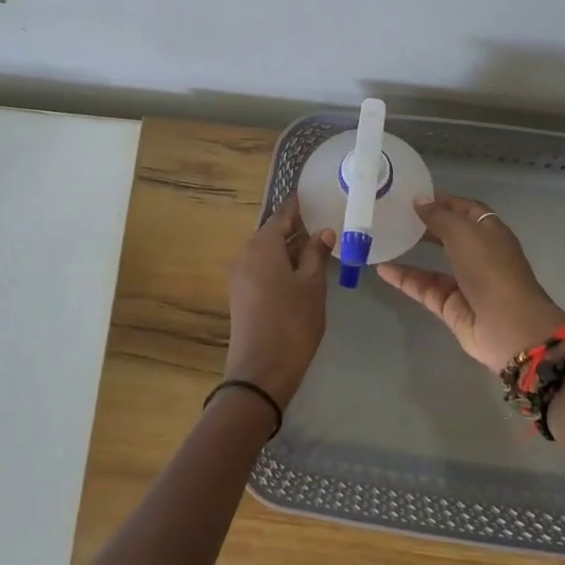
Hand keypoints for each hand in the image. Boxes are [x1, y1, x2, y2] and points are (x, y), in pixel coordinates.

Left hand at [224, 196, 335, 406]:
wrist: (261, 370)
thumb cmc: (292, 321)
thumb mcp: (312, 285)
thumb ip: (316, 254)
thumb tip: (323, 231)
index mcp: (262, 246)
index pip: (282, 215)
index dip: (298, 205)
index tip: (314, 195)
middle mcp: (246, 255)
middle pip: (272, 233)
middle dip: (296, 228)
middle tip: (324, 221)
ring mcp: (240, 276)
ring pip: (268, 252)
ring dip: (290, 248)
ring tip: (319, 245)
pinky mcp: (242, 295)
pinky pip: (263, 268)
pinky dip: (281, 264)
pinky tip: (302, 271)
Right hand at [376, 193, 564, 370]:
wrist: (508, 327)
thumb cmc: (490, 269)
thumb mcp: (463, 233)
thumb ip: (439, 216)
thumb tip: (419, 200)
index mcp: (490, 233)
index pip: (466, 210)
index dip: (444, 201)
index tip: (415, 195)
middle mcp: (479, 255)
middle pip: (450, 235)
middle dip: (426, 225)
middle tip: (395, 214)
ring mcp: (465, 282)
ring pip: (434, 264)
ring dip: (412, 251)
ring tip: (385, 238)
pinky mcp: (450, 306)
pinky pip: (424, 288)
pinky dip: (405, 279)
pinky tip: (381, 269)